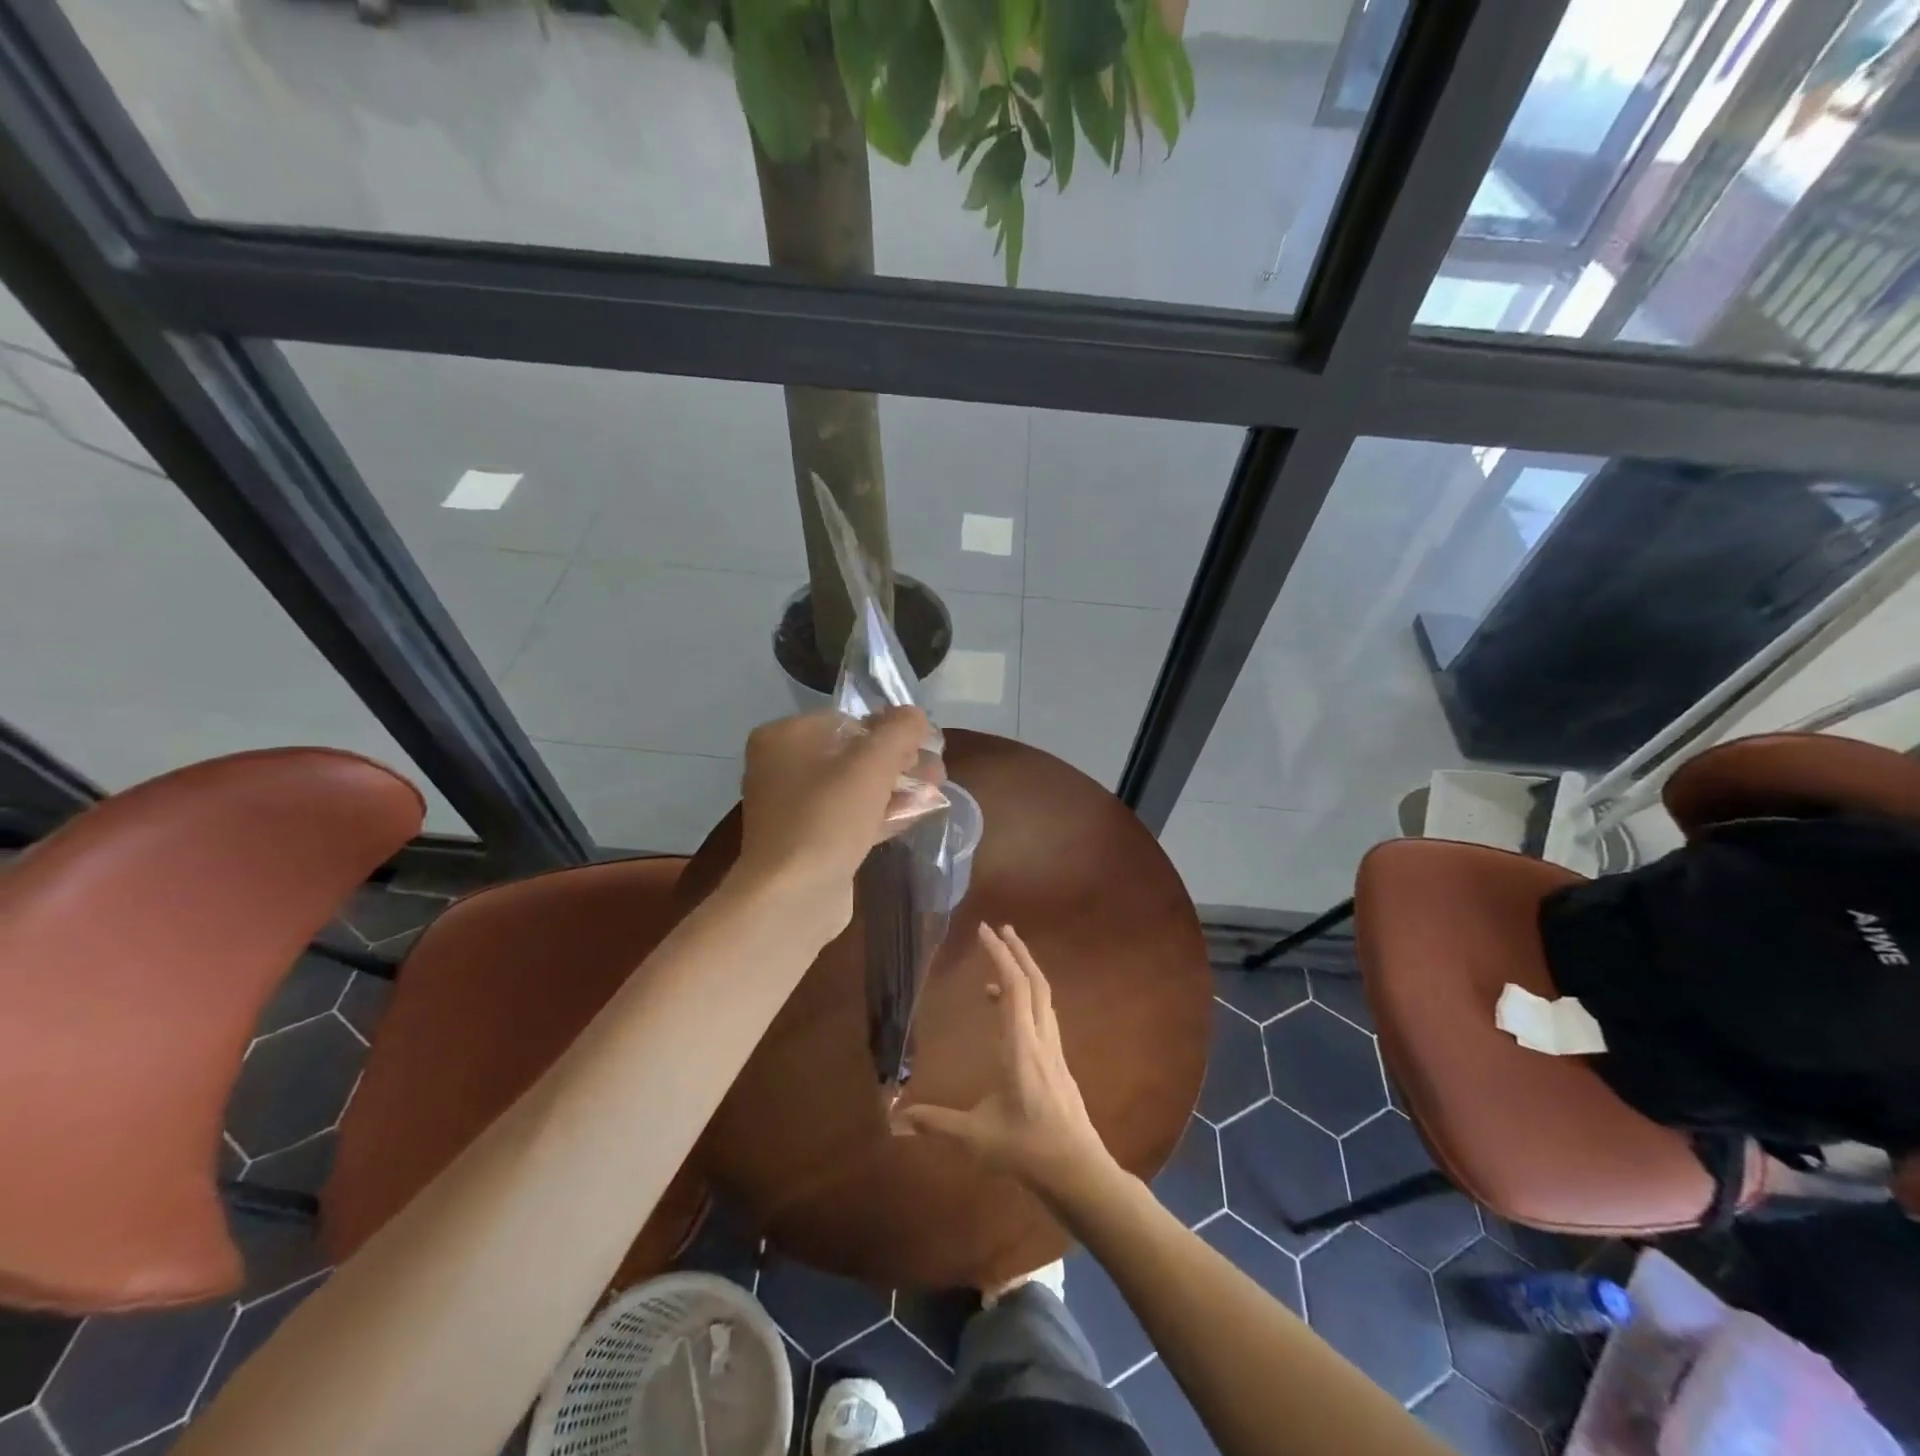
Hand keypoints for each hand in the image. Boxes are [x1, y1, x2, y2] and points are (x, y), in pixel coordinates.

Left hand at [733, 707, 936, 936]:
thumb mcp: (871, 764)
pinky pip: (850, 816)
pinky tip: (920, 812)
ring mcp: (794, 808)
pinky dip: (883, 812)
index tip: (924, 741)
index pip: (847, 718)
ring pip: (855, 786)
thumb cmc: (827, 818)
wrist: (792, 897)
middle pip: (852, 753)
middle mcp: (782, 767)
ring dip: (896, 786)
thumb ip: (899, 731)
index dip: (890, 727)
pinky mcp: (809, 841)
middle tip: (936, 768)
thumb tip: (916, 714)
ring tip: (938, 788)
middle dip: (899, 759)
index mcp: (784, 738)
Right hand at [890, 923, 1116, 1197]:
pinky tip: (1008, 1011)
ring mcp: (1054, 1049)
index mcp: (1020, 1047)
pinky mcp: (1058, 1060)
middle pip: (1035, 982)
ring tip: (1001, 961)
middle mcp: (1041, 1039)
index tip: (984, 931)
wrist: (1078, 1170)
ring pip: (1044, 996)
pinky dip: (1027, 997)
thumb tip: (896, 1119)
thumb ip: (937, 1123)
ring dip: (1025, 970)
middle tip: (999, 929)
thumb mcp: (976, 1137)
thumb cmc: (1027, 1149)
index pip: (1013, 988)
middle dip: (1017, 951)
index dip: (1000, 956)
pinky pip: (1044, 1014)